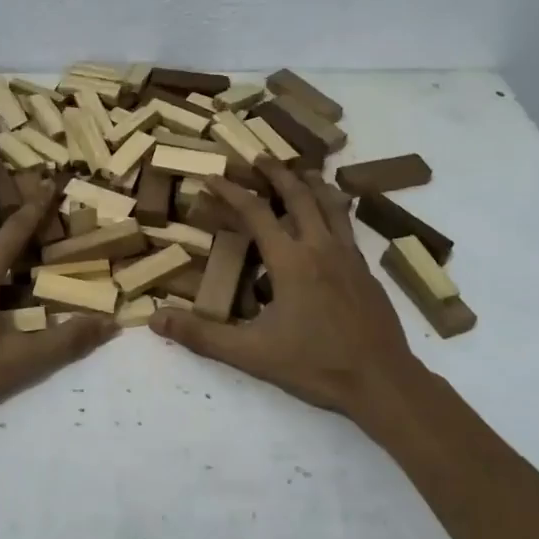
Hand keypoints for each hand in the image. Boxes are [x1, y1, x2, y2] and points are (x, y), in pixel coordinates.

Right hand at [150, 157, 429, 424]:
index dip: (230, 191)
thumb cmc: (315, 365)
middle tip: (257, 156)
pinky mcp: (366, 270)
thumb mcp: (252, 354)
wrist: (383, 381)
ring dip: (310, 183)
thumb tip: (156, 320)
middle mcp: (321, 247)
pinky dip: (333, 208)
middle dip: (275, 172)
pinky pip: (347, 225)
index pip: (256, 212)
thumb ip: (203, 336)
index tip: (210, 176)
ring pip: (330, 203)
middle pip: (299, 194)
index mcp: (291, 261)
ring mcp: (349, 256)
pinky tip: (329, 219)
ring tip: (299, 171)